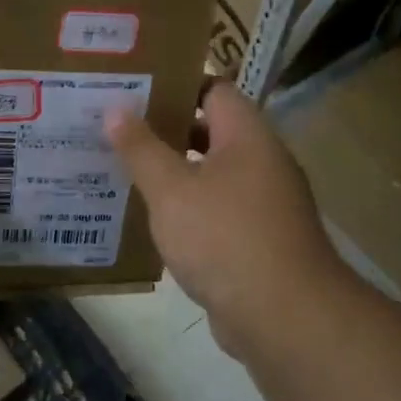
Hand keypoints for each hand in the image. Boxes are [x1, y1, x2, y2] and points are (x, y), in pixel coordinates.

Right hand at [106, 81, 349, 352]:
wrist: (285, 317)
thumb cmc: (224, 237)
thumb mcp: (171, 189)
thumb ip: (141, 148)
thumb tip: (115, 109)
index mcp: (247, 135)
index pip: (213, 88)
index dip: (174, 84)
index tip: (133, 88)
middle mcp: (261, 161)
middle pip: (210, 130)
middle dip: (165, 129)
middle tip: (116, 127)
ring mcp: (264, 202)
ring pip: (211, 173)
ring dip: (173, 171)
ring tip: (123, 168)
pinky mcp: (258, 238)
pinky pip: (217, 208)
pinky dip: (187, 207)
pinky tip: (151, 217)